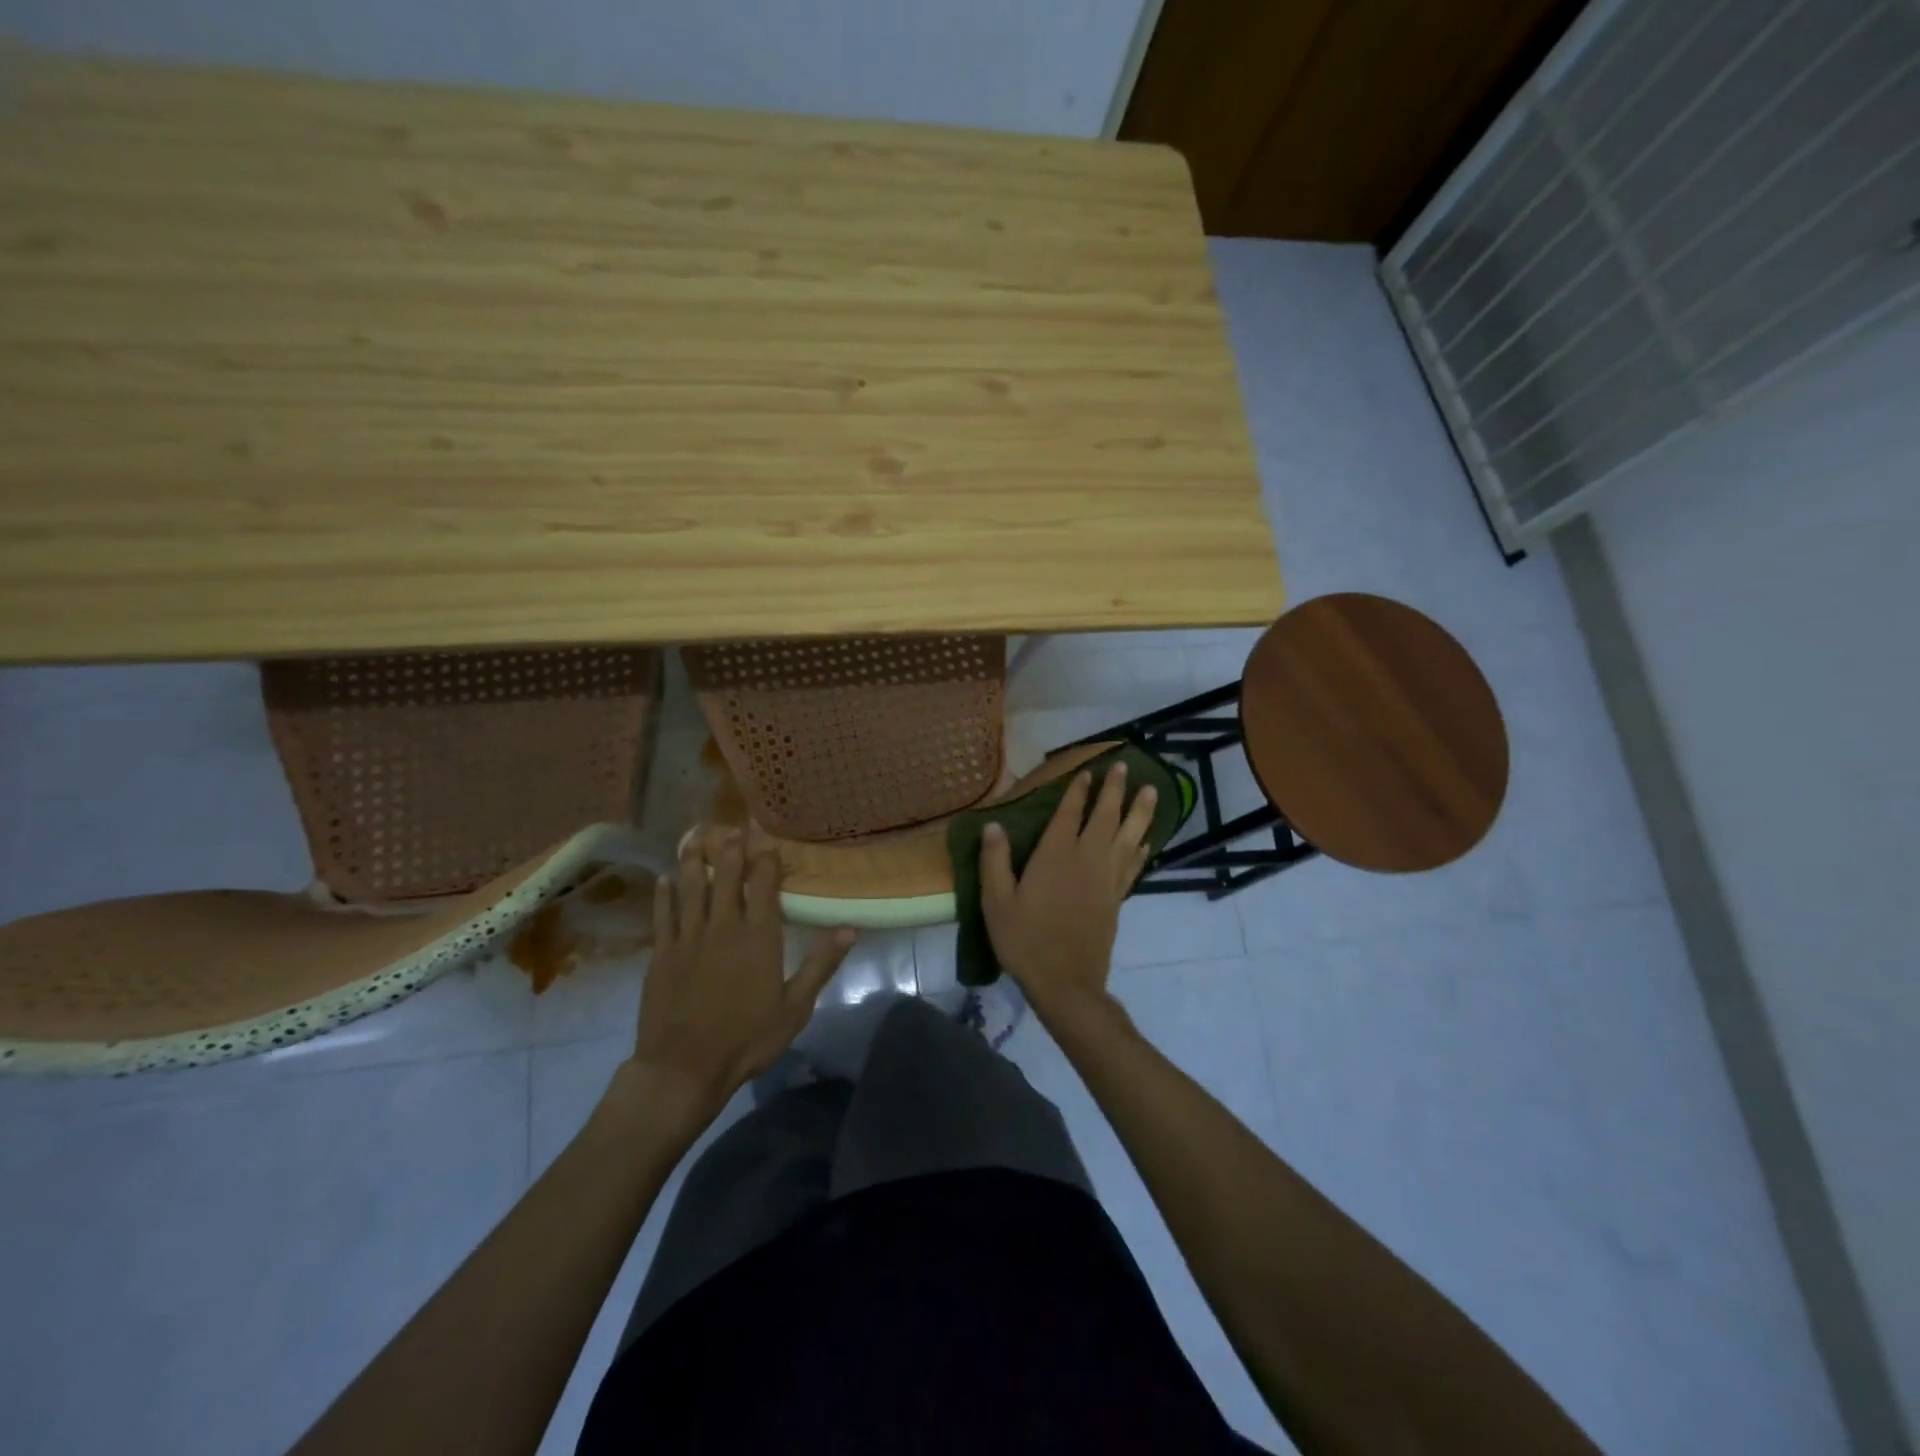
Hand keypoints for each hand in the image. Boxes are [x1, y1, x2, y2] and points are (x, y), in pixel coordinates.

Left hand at [618, 836, 854, 1137]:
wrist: (682, 1069)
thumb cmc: (746, 1039)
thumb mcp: (795, 1008)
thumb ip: (821, 964)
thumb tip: (850, 928)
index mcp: (758, 937)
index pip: (763, 884)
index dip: (765, 857)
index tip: (767, 838)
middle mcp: (723, 926)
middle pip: (725, 876)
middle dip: (729, 848)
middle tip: (731, 826)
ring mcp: (688, 937)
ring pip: (690, 887)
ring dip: (693, 860)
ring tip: (695, 836)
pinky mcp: (661, 953)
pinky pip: (663, 914)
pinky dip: (664, 894)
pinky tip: (665, 880)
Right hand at [980, 763, 1156, 1022]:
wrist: (1065, 983)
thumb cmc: (1025, 940)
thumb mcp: (997, 902)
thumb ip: (995, 861)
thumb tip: (993, 825)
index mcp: (1056, 856)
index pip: (1070, 814)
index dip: (1078, 791)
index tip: (1088, 771)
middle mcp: (1086, 860)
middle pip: (1105, 817)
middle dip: (1114, 790)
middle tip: (1125, 767)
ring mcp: (1106, 880)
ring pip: (1129, 837)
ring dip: (1140, 812)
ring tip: (1152, 791)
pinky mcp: (1116, 899)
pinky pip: (1133, 866)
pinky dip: (1141, 849)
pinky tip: (1147, 839)